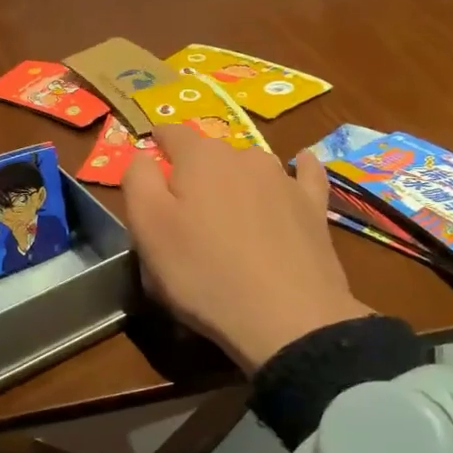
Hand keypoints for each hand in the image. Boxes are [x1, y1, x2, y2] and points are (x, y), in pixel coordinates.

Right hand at [122, 124, 371, 371]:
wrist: (287, 318)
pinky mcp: (314, 207)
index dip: (157, 143)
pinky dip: (299, 168)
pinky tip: (301, 165)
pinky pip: (305, 175)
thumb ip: (138, 180)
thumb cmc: (204, 272)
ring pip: (250, 167)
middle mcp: (244, 156)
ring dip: (235, 179)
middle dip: (193, 172)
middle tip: (182, 212)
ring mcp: (284, 180)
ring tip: (228, 212)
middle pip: (210, 153)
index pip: (172, 134)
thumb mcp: (148, 228)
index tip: (149, 160)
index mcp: (200, 158)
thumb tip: (143, 157)